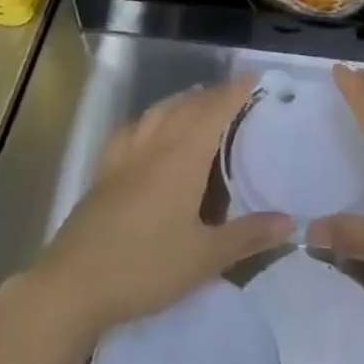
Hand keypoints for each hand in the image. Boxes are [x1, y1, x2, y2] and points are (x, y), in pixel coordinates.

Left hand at [25, 75, 292, 345]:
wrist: (73, 285)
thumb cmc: (145, 268)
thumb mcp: (204, 258)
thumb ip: (248, 236)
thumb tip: (290, 222)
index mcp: (182, 158)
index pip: (214, 111)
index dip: (235, 91)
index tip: (254, 78)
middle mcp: (155, 145)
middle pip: (187, 105)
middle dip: (212, 94)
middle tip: (234, 94)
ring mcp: (125, 156)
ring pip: (158, 112)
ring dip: (182, 100)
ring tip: (197, 103)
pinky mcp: (104, 171)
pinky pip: (131, 129)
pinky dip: (149, 118)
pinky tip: (149, 129)